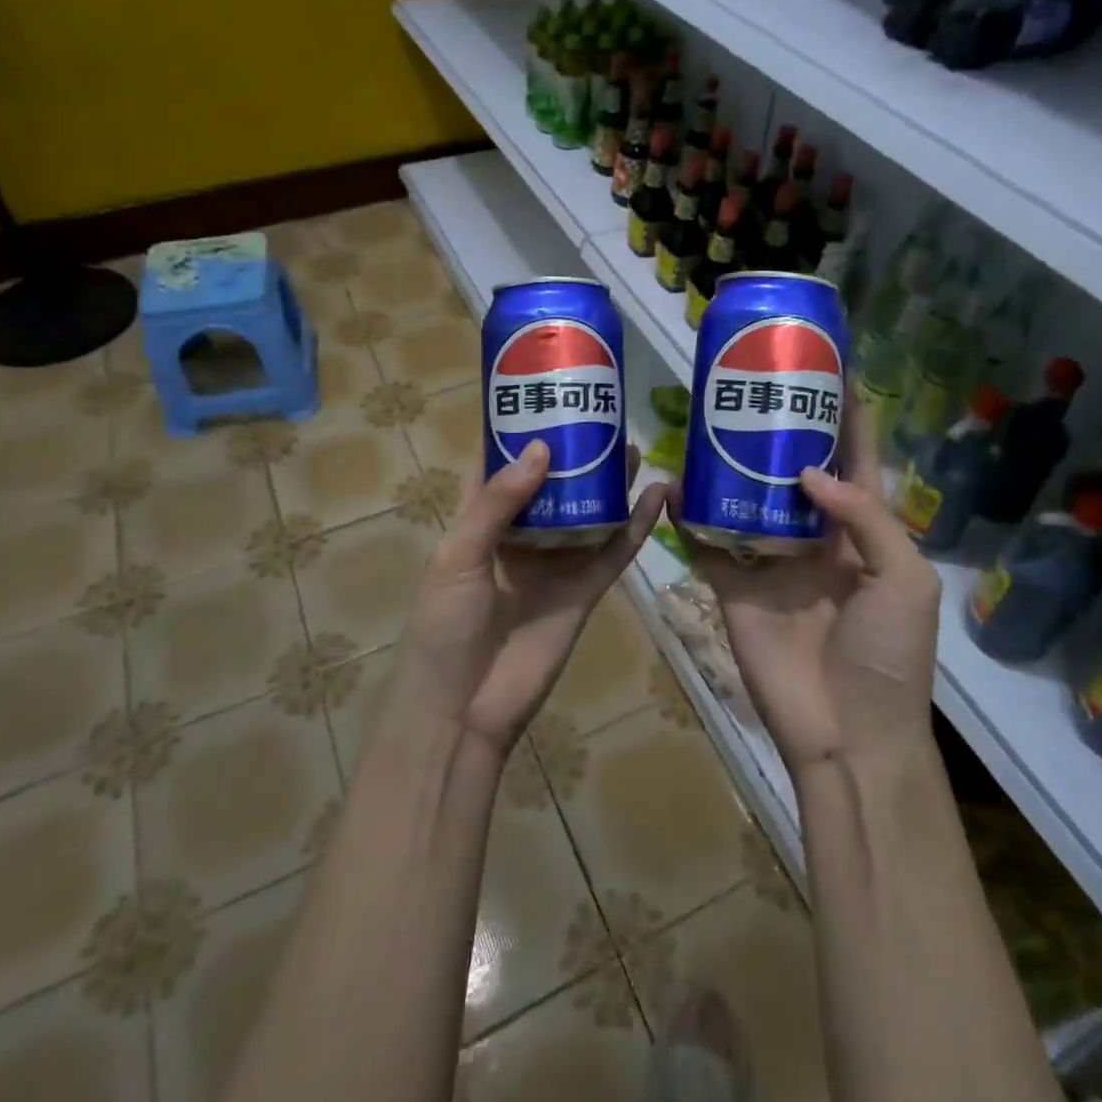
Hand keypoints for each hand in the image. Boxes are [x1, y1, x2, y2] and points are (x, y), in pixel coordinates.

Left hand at [391, 441, 665, 755]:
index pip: (498, 466)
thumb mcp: (460, 555)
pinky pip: (614, 552)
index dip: (515, 431)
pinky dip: (637, 526)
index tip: (540, 392)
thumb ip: (499, 502)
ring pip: (588, 512)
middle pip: (551, 485)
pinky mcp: (584, 591)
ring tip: (631, 444)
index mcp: (479, 522)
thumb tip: (542, 448)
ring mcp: (555, 563)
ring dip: (608, 482)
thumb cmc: (445, 625)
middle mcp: (520, 536)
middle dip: (571, 452)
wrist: (463, 709)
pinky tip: (656, 496)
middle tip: (599, 415)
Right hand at [668, 408, 941, 778]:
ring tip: (708, 422)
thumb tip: (808, 472)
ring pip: (745, 499)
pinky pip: (705, 544)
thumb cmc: (889, 655)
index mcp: (862, 532)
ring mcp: (769, 560)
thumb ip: (866, 517)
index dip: (845, 419)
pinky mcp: (733, 585)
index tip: (827, 372)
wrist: (847, 734)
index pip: (853, 462)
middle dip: (778, 432)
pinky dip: (688, 517)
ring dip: (729, 466)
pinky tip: (672, 484)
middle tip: (752, 387)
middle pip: (792, 472)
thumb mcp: (904, 580)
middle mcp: (813, 536)